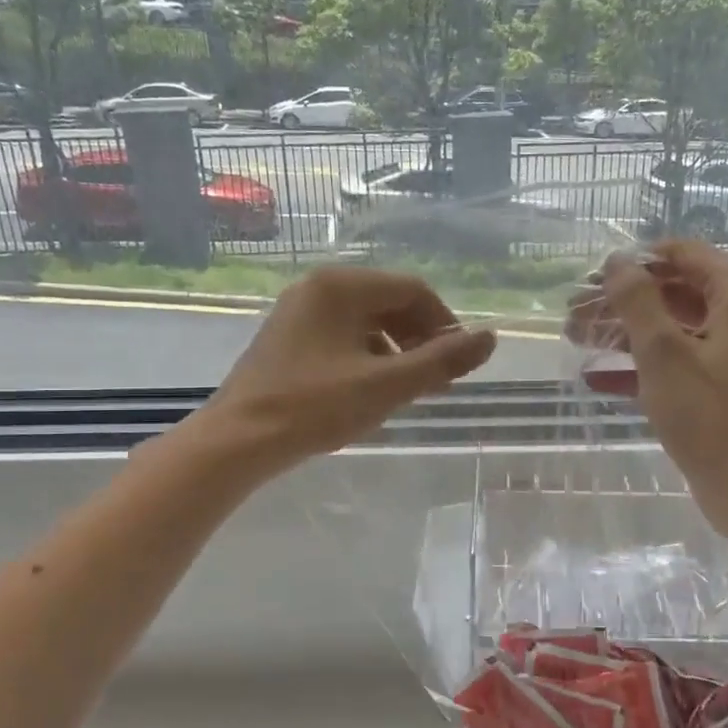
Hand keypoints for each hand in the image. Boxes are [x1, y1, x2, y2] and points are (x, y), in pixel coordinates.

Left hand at [190, 266, 496, 476]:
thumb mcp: (387, 385)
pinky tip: (369, 390)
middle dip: (419, 338)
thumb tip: (490, 338)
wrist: (237, 441)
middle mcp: (318, 287)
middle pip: (389, 302)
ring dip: (395, 350)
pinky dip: (366, 357)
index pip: (413, 290)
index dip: (444, 324)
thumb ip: (442, 361)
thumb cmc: (314, 407)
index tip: (458, 363)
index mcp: (341, 286)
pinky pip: (342, 335)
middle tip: (436, 380)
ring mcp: (298, 311)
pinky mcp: (287, 337)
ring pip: (366, 321)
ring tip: (406, 390)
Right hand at [572, 241, 727, 526]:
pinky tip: (600, 377)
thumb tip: (616, 260)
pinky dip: (649, 362)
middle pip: (678, 289)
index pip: (682, 254)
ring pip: (679, 324)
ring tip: (577, 340)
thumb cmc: (710, 417)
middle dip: (623, 302)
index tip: (590, 282)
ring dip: (628, 332)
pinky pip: (688, 356)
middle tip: (575, 316)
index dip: (632, 264)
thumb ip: (636, 300)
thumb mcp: (662, 353)